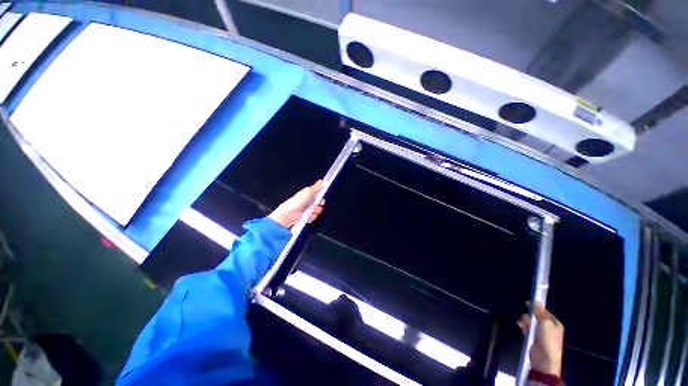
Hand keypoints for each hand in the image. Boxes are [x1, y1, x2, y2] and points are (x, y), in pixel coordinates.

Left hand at [268, 180, 324, 228]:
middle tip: (315, 205)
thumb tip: (322, 181)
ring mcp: (308, 209)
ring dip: (315, 211)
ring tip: (310, 211)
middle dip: (319, 204)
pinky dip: (311, 217)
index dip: (322, 196)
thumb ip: (317, 186)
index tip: (322, 197)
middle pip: (320, 203)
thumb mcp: (308, 191)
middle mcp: (309, 201)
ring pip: (318, 210)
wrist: (290, 213)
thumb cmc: (298, 201)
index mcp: (309, 194)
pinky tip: (307, 215)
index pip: (320, 194)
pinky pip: (314, 217)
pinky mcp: (307, 217)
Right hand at [518, 302, 563, 375]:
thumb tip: (536, 301)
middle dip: (530, 315)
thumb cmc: (547, 339)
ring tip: (522, 323)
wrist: (544, 359)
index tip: (527, 303)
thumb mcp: (545, 323)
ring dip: (526, 321)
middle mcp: (549, 328)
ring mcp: (542, 334)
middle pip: (537, 317)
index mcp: (555, 323)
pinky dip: (524, 327)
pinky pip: (528, 329)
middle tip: (526, 316)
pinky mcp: (534, 339)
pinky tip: (520, 326)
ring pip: (531, 322)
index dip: (537, 307)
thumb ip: (540, 312)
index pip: (545, 311)